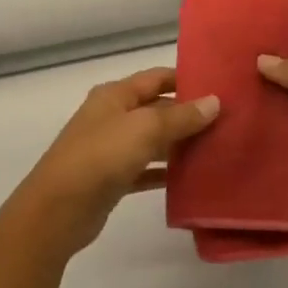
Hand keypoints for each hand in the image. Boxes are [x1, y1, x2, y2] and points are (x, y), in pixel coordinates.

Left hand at [8, 68, 218, 256]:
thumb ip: (180, 116)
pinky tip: (193, 179)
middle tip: (229, 121)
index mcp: (115, 95)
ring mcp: (111, 148)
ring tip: (219, 147)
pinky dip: (166, 172)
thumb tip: (214, 101)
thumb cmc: (101, 156)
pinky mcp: (113, 178)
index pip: (156, 78)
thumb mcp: (144, 129)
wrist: (59, 209)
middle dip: (189, 113)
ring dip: (180, 144)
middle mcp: (112, 116)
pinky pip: (146, 169)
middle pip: (156, 109)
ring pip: (153, 140)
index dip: (186, 79)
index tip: (221, 86)